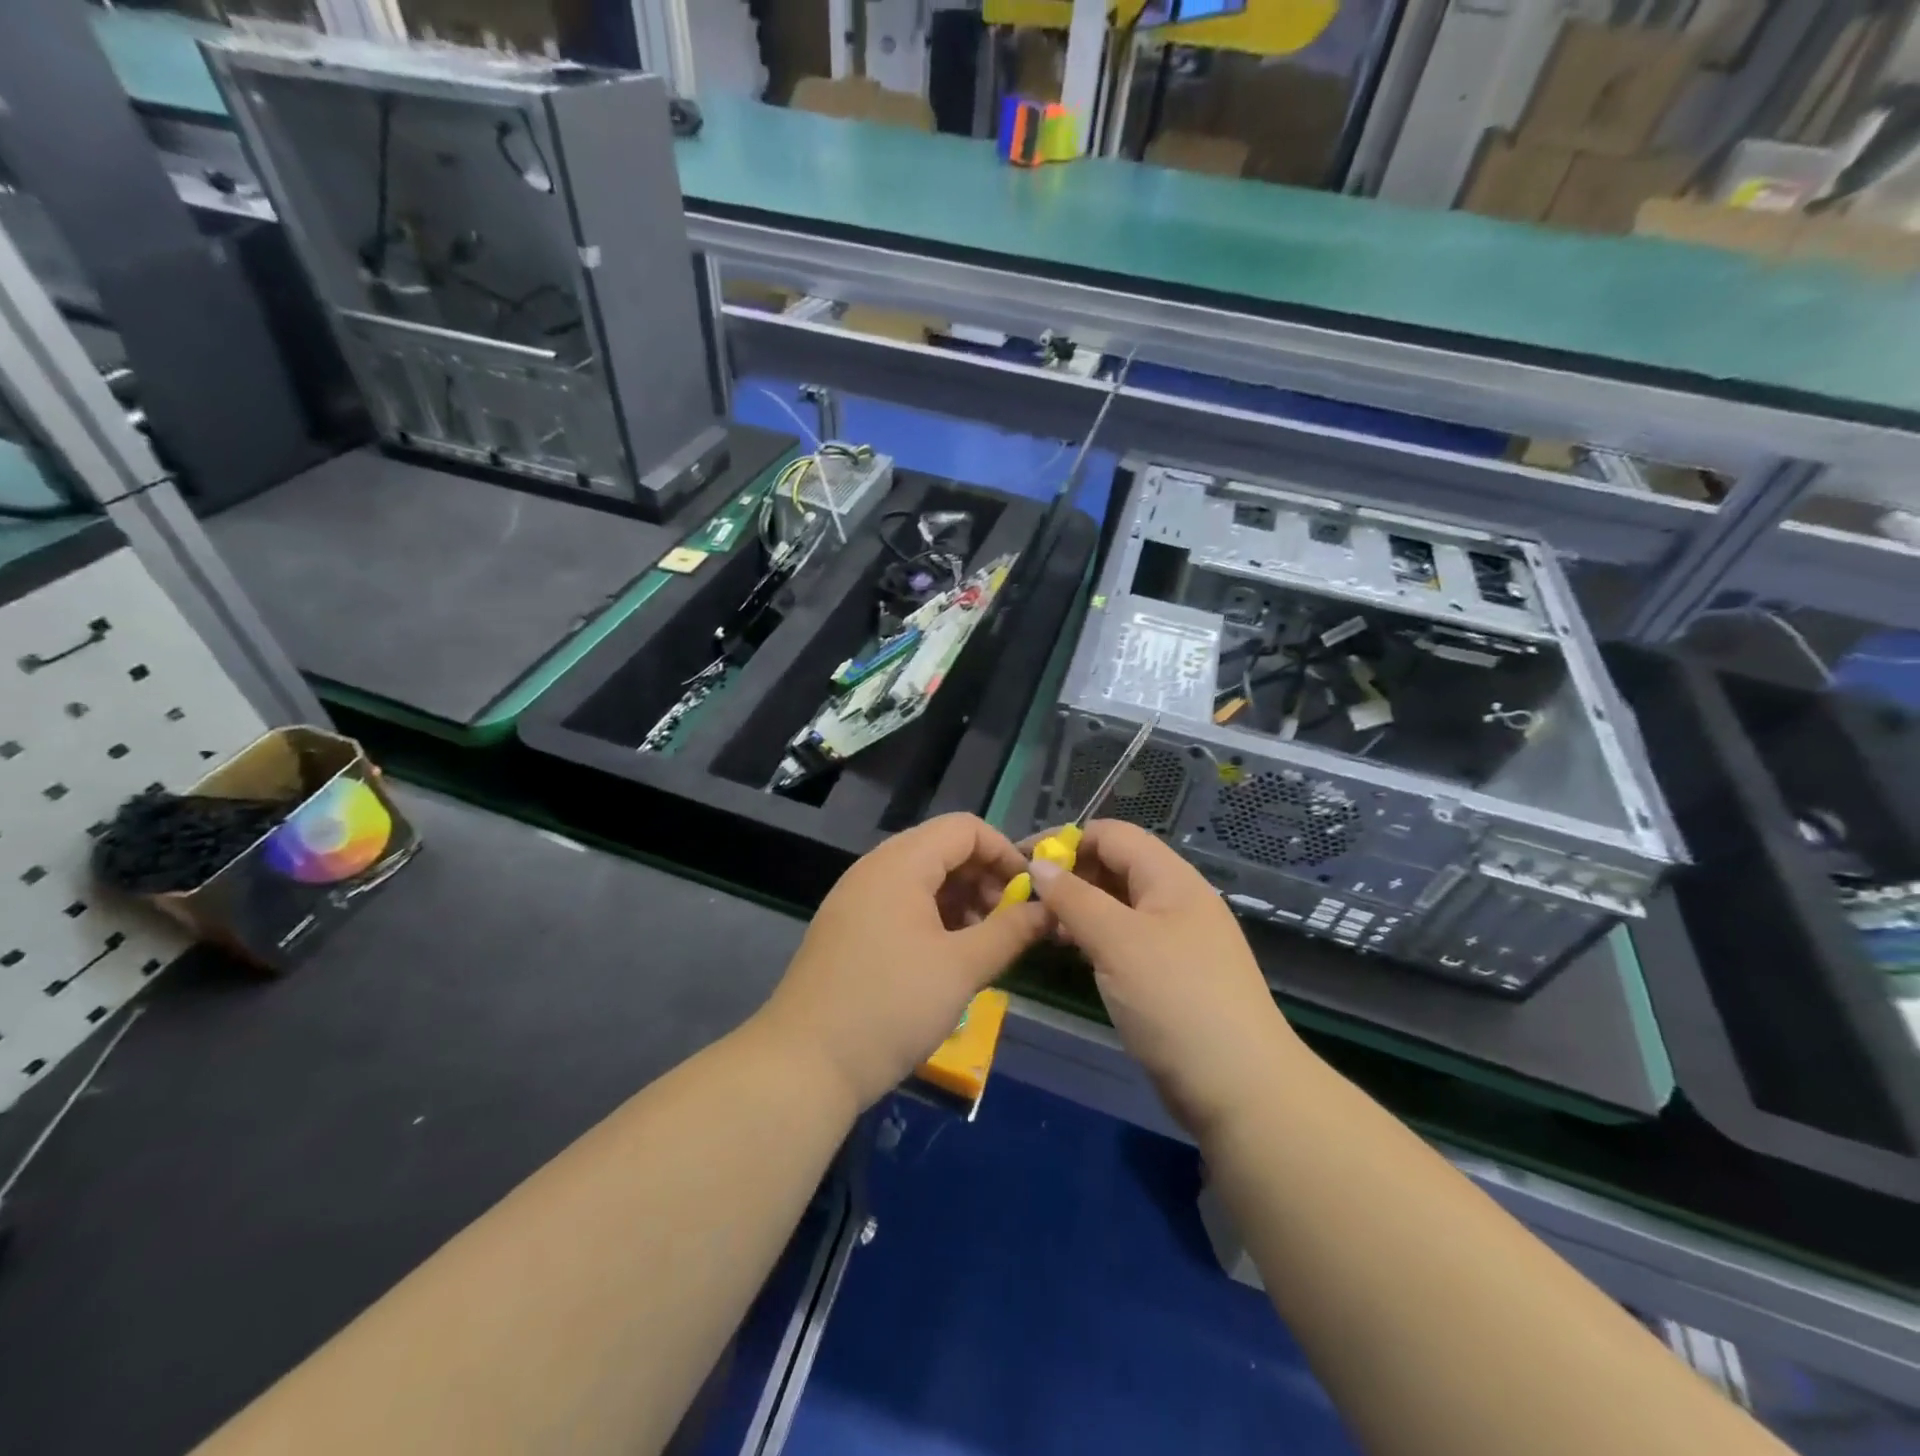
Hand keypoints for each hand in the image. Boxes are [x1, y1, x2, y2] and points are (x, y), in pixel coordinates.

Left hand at [760, 814, 1049, 1109]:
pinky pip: (901, 903)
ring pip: (923, 878)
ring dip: (961, 900)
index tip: (1030, 893)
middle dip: (985, 878)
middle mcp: (875, 868)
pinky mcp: (849, 928)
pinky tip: (950, 955)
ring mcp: (857, 898)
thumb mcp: (962, 968)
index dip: (1004, 852)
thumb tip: (1049, 909)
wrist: (805, 1064)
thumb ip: (1010, 931)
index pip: (965, 828)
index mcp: (900, 863)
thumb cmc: (891, 1007)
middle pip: (943, 849)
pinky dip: (934, 917)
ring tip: (985, 943)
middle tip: (1010, 923)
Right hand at [1026, 820, 1302, 1138]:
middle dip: (1069, 875)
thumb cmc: (1176, 1001)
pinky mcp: (1170, 974)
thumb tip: (1038, 865)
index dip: (1065, 840)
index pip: (1111, 835)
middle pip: (1114, 866)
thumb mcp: (1117, 942)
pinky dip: (1094, 937)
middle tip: (1025, 899)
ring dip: (1078, 908)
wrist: (1241, 1089)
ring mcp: (1175, 938)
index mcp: (1171, 878)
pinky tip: (1070, 953)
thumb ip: (1074, 899)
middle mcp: (1175, 899)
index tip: (1020, 861)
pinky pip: (1124, 939)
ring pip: (1117, 905)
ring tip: (1040, 927)